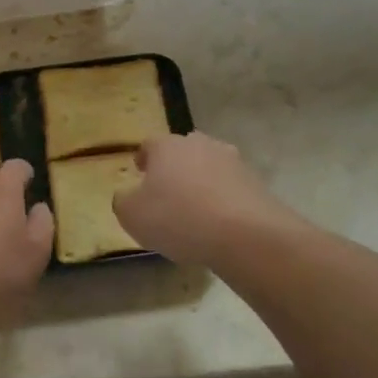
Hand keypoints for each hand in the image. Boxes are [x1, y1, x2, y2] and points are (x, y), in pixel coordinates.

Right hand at [113, 131, 297, 267]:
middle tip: (166, 190)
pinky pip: (229, 187)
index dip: (143, 159)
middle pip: (182, 151)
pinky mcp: (254, 182)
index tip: (139, 171)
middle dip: (174, 167)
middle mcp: (200, 144)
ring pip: (208, 167)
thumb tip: (126, 195)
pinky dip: (222, 199)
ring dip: (200, 181)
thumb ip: (123, 201)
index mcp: (167, 146)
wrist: (244, 234)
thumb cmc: (177, 218)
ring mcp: (231, 160)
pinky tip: (218, 222)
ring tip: (195, 209)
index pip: (149, 144)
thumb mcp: (132, 215)